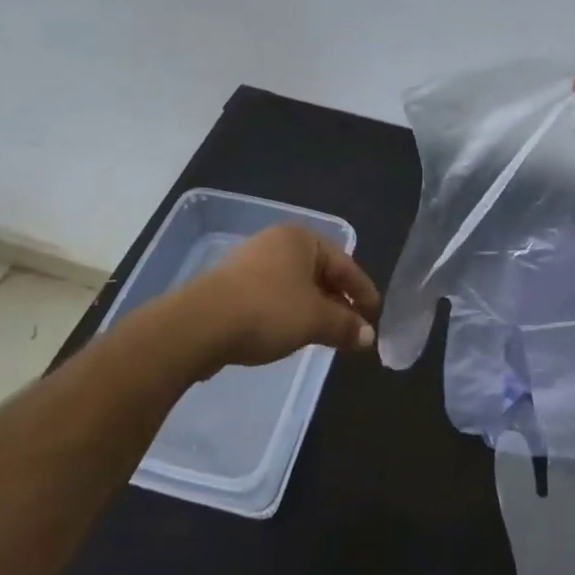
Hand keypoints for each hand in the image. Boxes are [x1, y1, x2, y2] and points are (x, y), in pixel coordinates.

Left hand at [170, 225, 381, 378]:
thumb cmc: (268, 311)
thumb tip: (368, 335)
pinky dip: (290, 311)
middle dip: (338, 301)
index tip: (375, 314)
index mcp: (302, 239)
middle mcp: (278, 242)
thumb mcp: (315, 320)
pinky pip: (274, 295)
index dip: (362, 291)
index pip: (345, 263)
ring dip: (314, 308)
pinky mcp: (232, 284)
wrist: (200, 325)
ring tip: (326, 333)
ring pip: (296, 285)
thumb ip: (345, 325)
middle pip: (320, 272)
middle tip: (354, 327)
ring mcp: (252, 261)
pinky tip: (292, 332)